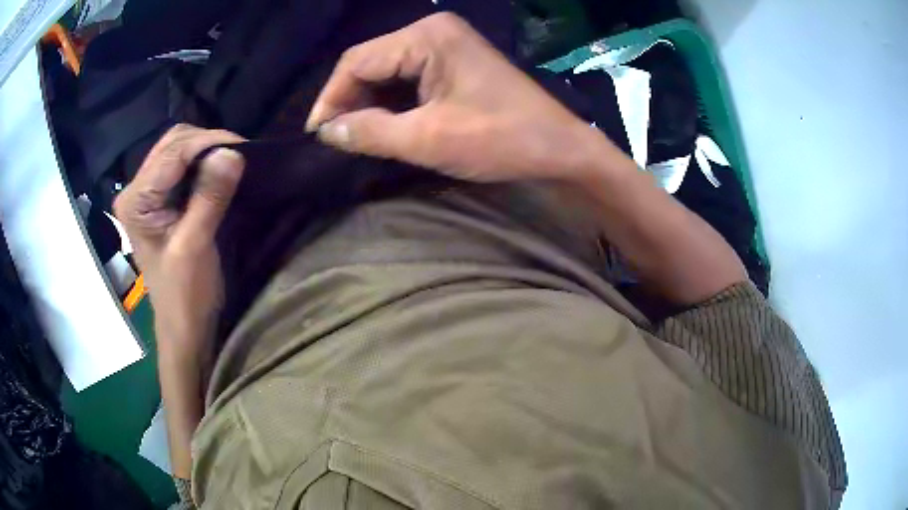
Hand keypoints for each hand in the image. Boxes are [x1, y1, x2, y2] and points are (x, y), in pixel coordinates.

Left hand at [114, 125, 244, 356]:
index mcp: (136, 200)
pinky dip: (203, 163)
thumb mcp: (196, 245)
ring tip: (232, 162)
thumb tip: (232, 152)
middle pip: (173, 143)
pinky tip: (219, 171)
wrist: (183, 323)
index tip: (244, 148)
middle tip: (239, 156)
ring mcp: (147, 193)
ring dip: (206, 150)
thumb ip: (209, 197)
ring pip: (178, 149)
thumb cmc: (184, 294)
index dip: (208, 142)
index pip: (173, 152)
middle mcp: (136, 189)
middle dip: (207, 143)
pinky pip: (182, 166)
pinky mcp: (159, 200)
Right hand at [306, 13, 610, 182]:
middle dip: (348, 100)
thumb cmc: (501, 139)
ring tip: (352, 135)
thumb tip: (327, 131)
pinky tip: (381, 123)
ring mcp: (446, 45)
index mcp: (427, 36)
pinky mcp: (454, 62)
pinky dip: (390, 101)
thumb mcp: (429, 139)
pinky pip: (408, 77)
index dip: (331, 97)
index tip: (316, 134)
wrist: (559, 148)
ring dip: (367, 102)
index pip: (358, 61)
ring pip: (387, 71)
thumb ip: (371, 132)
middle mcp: (433, 31)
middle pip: (370, 62)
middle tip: (334, 138)